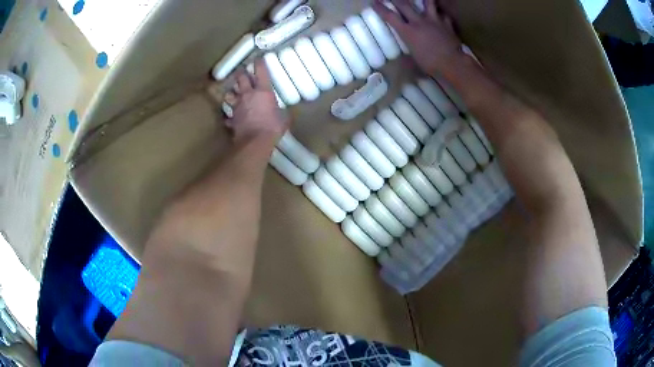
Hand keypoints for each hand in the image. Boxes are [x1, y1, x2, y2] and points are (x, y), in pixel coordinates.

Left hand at [224, 58, 289, 143]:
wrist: (254, 142)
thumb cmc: (272, 128)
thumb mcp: (284, 119)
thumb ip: (284, 113)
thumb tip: (288, 113)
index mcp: (263, 91)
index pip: (261, 72)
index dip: (259, 63)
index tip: (258, 59)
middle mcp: (248, 95)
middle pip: (241, 78)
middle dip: (241, 73)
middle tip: (242, 71)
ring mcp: (237, 106)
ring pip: (230, 94)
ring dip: (231, 93)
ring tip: (233, 93)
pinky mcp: (232, 118)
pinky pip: (229, 116)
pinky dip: (230, 116)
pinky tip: (231, 118)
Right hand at [373, 0, 463, 75]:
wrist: (453, 63)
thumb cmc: (432, 65)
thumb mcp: (415, 61)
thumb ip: (409, 55)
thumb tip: (403, 60)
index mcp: (407, 32)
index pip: (390, 16)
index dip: (381, 8)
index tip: (375, 2)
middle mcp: (419, 22)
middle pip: (404, 5)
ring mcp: (434, 21)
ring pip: (428, 3)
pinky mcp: (447, 24)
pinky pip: (444, 15)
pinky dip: (441, 14)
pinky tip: (441, 15)